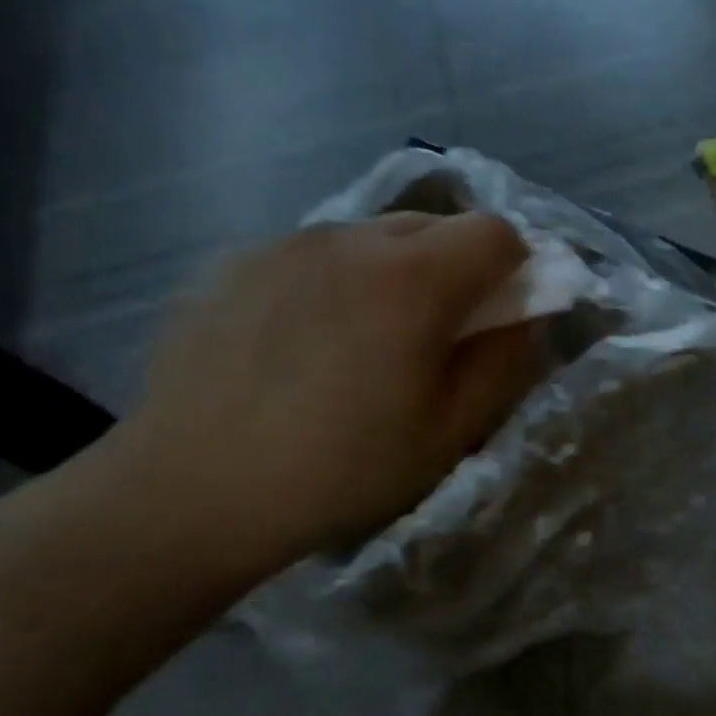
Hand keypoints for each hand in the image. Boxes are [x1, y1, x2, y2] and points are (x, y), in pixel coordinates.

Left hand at [93, 212, 542, 582]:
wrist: (191, 490)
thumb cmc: (337, 471)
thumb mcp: (447, 434)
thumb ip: (503, 363)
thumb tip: (524, 315)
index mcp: (412, 278)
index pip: (496, 232)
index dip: (513, 270)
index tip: (495, 316)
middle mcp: (350, 237)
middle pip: (432, 225)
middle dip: (451, 268)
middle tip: (427, 334)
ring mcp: (285, 243)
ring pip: (367, 237)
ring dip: (386, 273)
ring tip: (353, 342)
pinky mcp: (234, 259)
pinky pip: (309, 254)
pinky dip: (327, 282)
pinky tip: (293, 344)